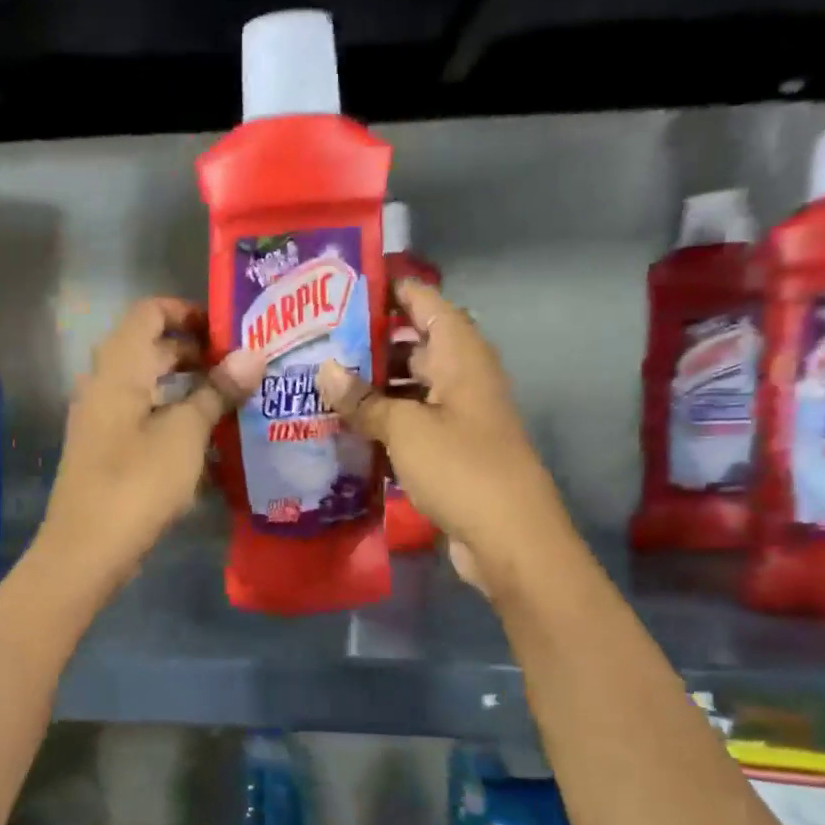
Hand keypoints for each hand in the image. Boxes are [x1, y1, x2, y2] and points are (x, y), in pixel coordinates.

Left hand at [39, 299, 263, 592]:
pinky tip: (207, 437)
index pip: (149, 313)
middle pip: (149, 348)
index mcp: (119, 368)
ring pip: (148, 385)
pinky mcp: (107, 450)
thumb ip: (217, 391)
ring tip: (232, 399)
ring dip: (187, 386)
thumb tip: (253, 355)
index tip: (226, 329)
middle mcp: (104, 384)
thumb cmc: (138, 481)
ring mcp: (102, 419)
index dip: (187, 311)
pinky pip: (143, 416)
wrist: (88, 548)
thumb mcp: (186, 433)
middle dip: (195, 352)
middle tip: (240, 366)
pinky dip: (173, 415)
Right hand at [316, 280, 556, 599]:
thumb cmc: (461, 468)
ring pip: (408, 387)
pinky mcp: (449, 450)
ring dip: (370, 387)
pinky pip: (410, 423)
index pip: (425, 303)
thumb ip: (363, 399)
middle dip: (367, 343)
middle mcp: (461, 377)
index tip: (343, 285)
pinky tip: (342, 428)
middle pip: (412, 344)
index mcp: (460, 355)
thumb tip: (324, 370)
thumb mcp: (405, 428)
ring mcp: (456, 415)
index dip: (390, 289)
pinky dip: (381, 423)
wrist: (509, 538)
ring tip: (318, 384)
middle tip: (314, 342)